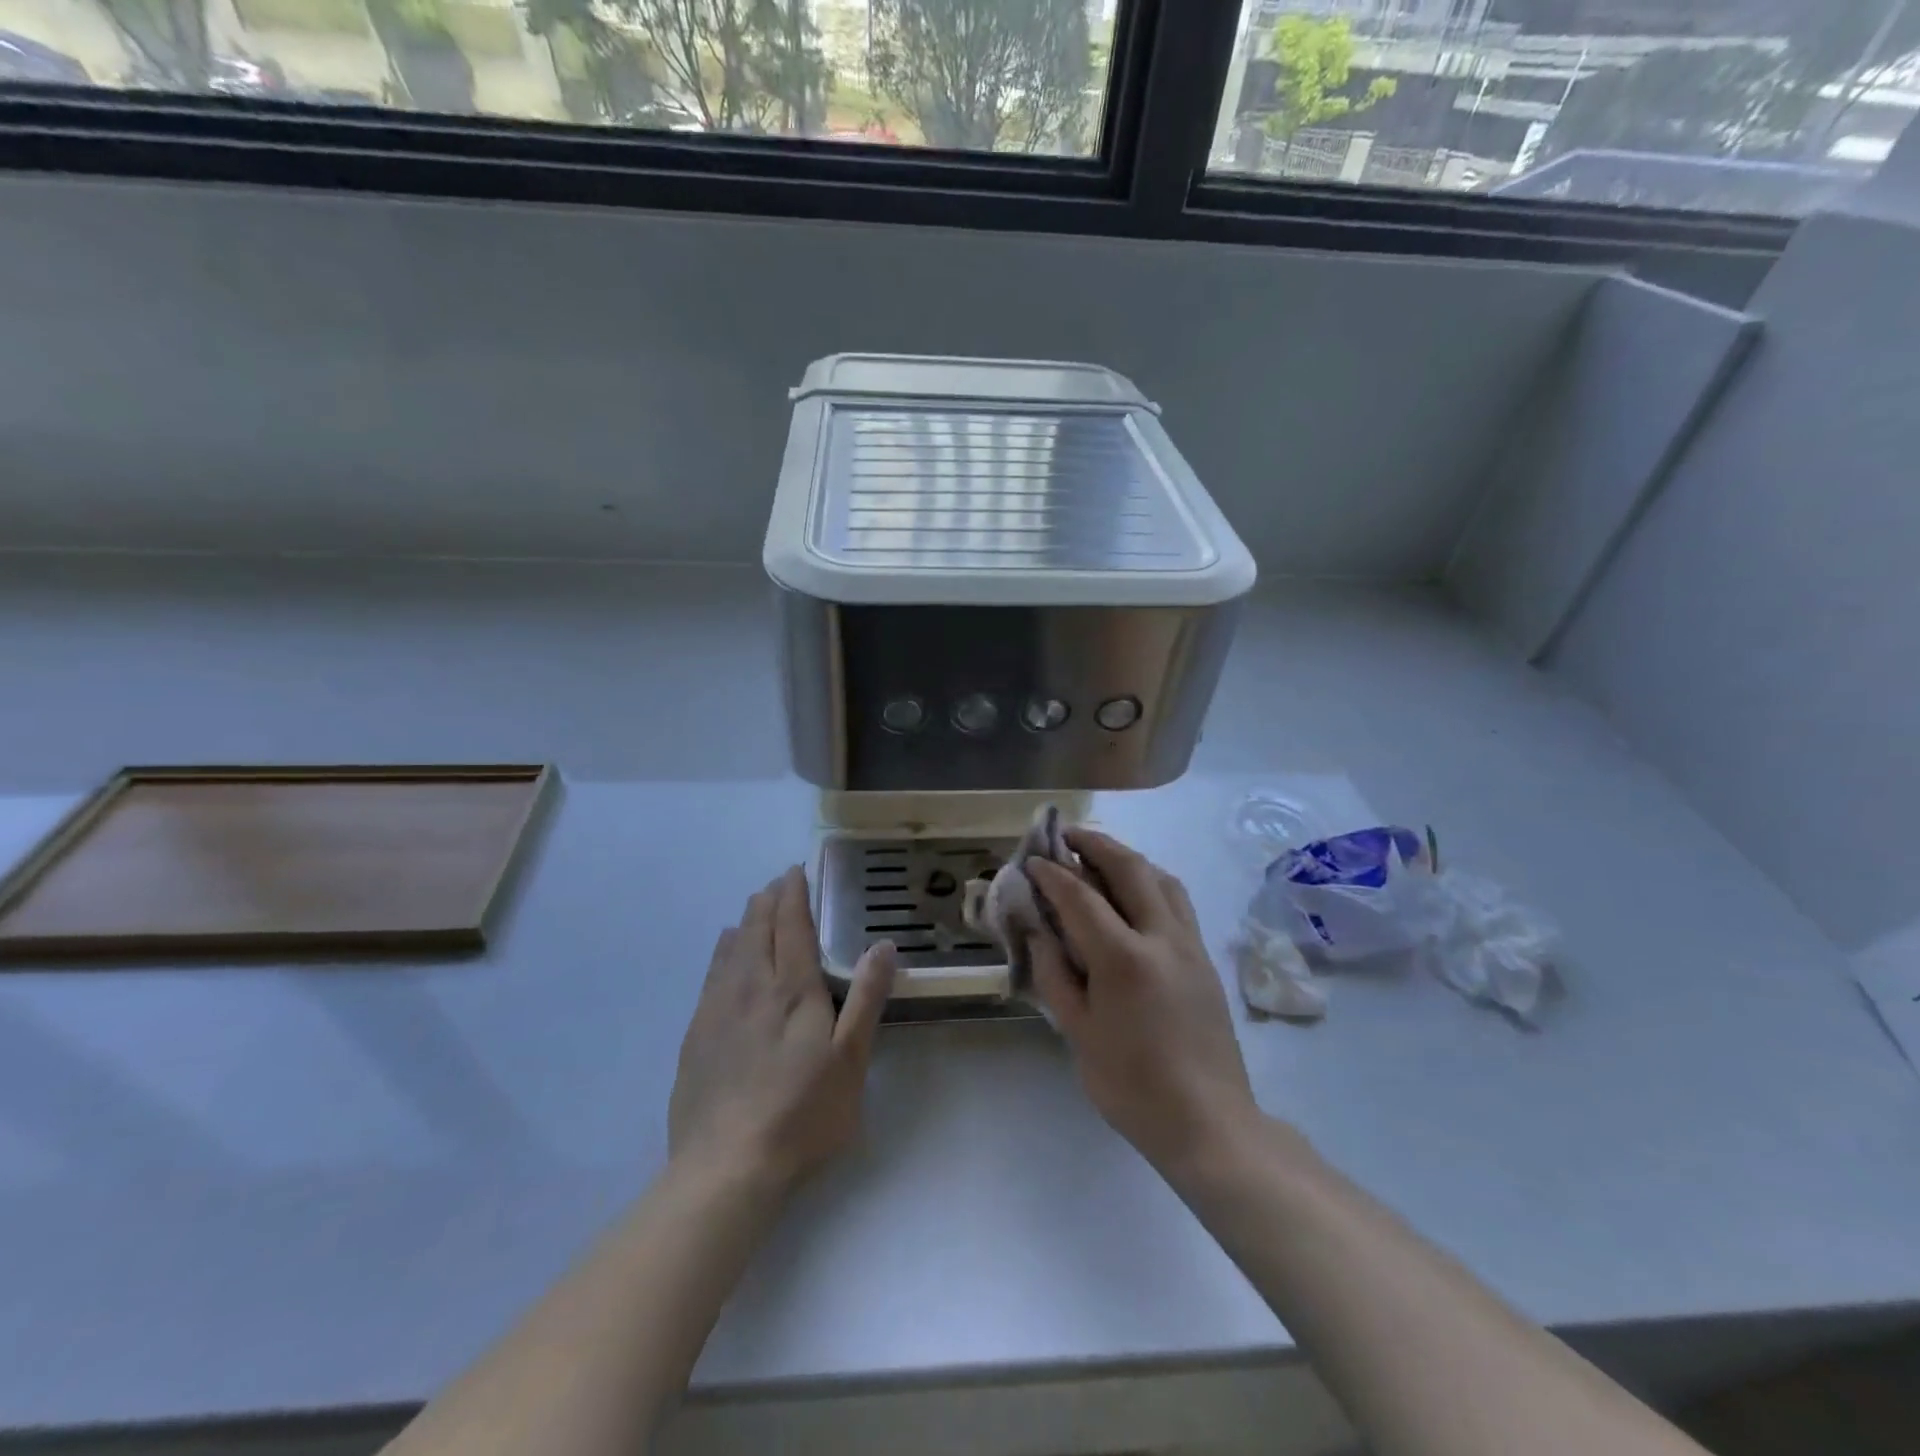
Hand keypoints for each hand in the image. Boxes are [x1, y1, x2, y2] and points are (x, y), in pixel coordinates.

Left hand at [669, 867, 895, 1190]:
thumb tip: (884, 944)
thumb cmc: (801, 1114)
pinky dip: (723, 952)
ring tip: (754, 908)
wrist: (726, 1168)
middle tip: (779, 883)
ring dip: (746, 921)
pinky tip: (725, 953)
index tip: (796, 870)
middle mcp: (751, 987)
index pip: (791, 925)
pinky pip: (711, 975)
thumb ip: (866, 998)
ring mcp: (718, 1010)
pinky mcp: (696, 1035)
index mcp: (792, 989)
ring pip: (731, 948)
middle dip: (769, 900)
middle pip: (758, 929)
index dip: (794, 894)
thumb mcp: (850, 1060)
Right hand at [1027, 832, 1258, 1173]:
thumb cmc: (1132, 1085)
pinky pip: (1177, 900)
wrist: (1208, 1122)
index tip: (1031, 860)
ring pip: (1161, 877)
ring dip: (1127, 858)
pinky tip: (1135, 894)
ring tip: (1100, 857)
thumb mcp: (1078, 1033)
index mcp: (1124, 959)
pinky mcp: (1205, 958)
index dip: (1052, 874)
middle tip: (1066, 836)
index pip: (1081, 897)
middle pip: (1129, 868)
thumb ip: (1055, 974)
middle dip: (1094, 844)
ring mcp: (1190, 945)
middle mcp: (1162, 938)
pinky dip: (1151, 880)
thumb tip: (1037, 932)